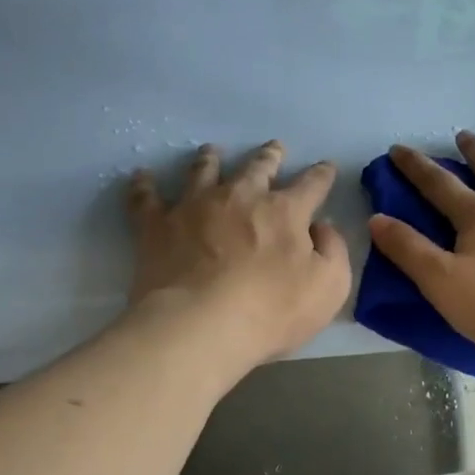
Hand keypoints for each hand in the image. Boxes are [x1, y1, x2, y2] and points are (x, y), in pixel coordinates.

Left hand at [127, 141, 350, 365]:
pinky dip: (144, 185)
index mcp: (285, 211)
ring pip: (204, 171)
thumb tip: (321, 226)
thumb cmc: (272, 311)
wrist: (200, 326)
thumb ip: (332, 250)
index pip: (311, 185)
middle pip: (257, 167)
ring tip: (211, 151)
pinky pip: (147, 198)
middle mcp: (241, 197)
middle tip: (273, 148)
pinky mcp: (157, 225)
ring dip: (211, 159)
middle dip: (269, 156)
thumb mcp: (330, 286)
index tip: (326, 166)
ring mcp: (195, 207)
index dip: (321, 174)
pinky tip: (141, 177)